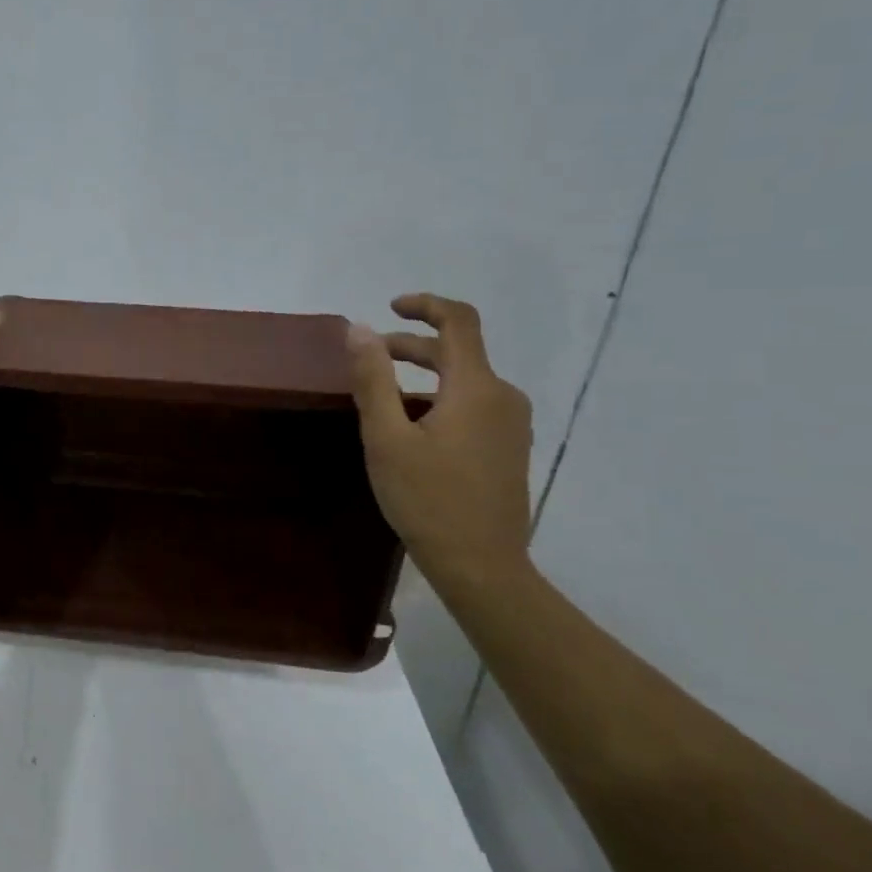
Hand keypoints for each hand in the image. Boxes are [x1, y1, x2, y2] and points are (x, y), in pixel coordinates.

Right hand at [346, 293, 533, 590]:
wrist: (482, 566)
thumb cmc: (428, 499)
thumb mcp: (386, 438)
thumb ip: (373, 379)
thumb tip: (358, 328)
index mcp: (476, 388)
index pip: (459, 321)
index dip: (425, 305)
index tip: (391, 308)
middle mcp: (503, 396)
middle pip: (459, 351)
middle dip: (412, 346)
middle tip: (369, 358)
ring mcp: (512, 424)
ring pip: (465, 379)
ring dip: (424, 374)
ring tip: (383, 397)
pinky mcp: (510, 447)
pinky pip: (474, 404)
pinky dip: (441, 398)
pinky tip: (413, 427)